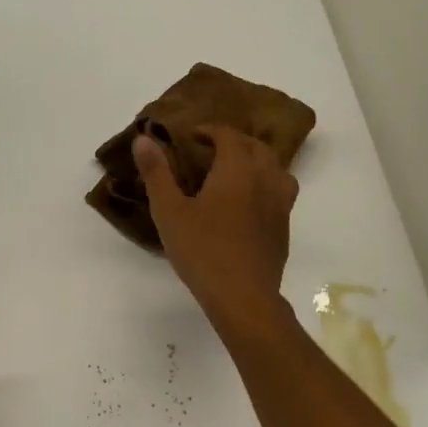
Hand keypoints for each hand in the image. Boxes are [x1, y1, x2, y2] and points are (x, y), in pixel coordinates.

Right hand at [134, 127, 296, 325]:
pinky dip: (266, 184)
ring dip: (256, 160)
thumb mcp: (169, 211)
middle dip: (234, 141)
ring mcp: (280, 204)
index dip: (210, 130)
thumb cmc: (202, 250)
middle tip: (211, 149)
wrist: (243, 296)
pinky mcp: (284, 227)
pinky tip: (249, 203)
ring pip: (276, 168)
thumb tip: (143, 139)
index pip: (228, 135)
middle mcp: (264, 179)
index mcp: (237, 170)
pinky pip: (281, 192)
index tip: (192, 136)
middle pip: (256, 147)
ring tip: (236, 170)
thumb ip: (157, 173)